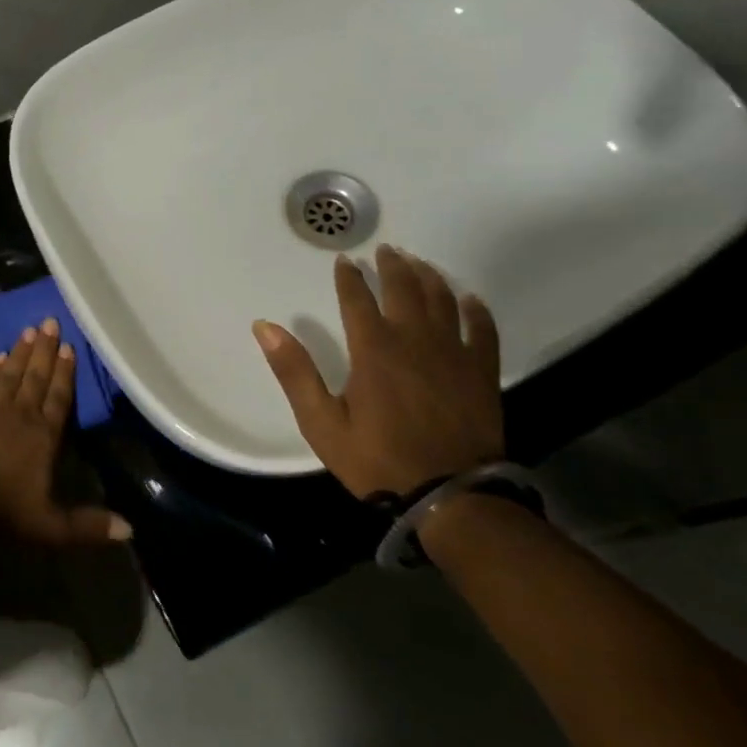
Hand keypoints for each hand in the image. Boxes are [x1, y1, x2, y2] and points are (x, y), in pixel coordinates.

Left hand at [0, 318, 131, 545]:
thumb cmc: (5, 514)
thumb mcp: (52, 526)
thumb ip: (89, 525)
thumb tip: (130, 531)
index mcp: (44, 435)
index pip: (59, 396)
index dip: (66, 372)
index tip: (70, 347)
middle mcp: (20, 414)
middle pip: (36, 376)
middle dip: (46, 350)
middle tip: (50, 321)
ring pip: (10, 374)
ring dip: (21, 352)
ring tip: (29, 331)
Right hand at [253, 245, 503, 499]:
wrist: (449, 496)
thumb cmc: (377, 460)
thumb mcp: (321, 422)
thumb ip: (294, 371)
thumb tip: (264, 327)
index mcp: (372, 350)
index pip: (357, 300)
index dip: (349, 277)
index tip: (344, 260)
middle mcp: (414, 341)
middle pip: (404, 290)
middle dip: (393, 266)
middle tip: (387, 249)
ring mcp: (453, 354)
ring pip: (442, 301)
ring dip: (430, 277)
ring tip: (420, 263)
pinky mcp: (481, 372)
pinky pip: (482, 330)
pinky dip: (476, 310)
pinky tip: (469, 299)